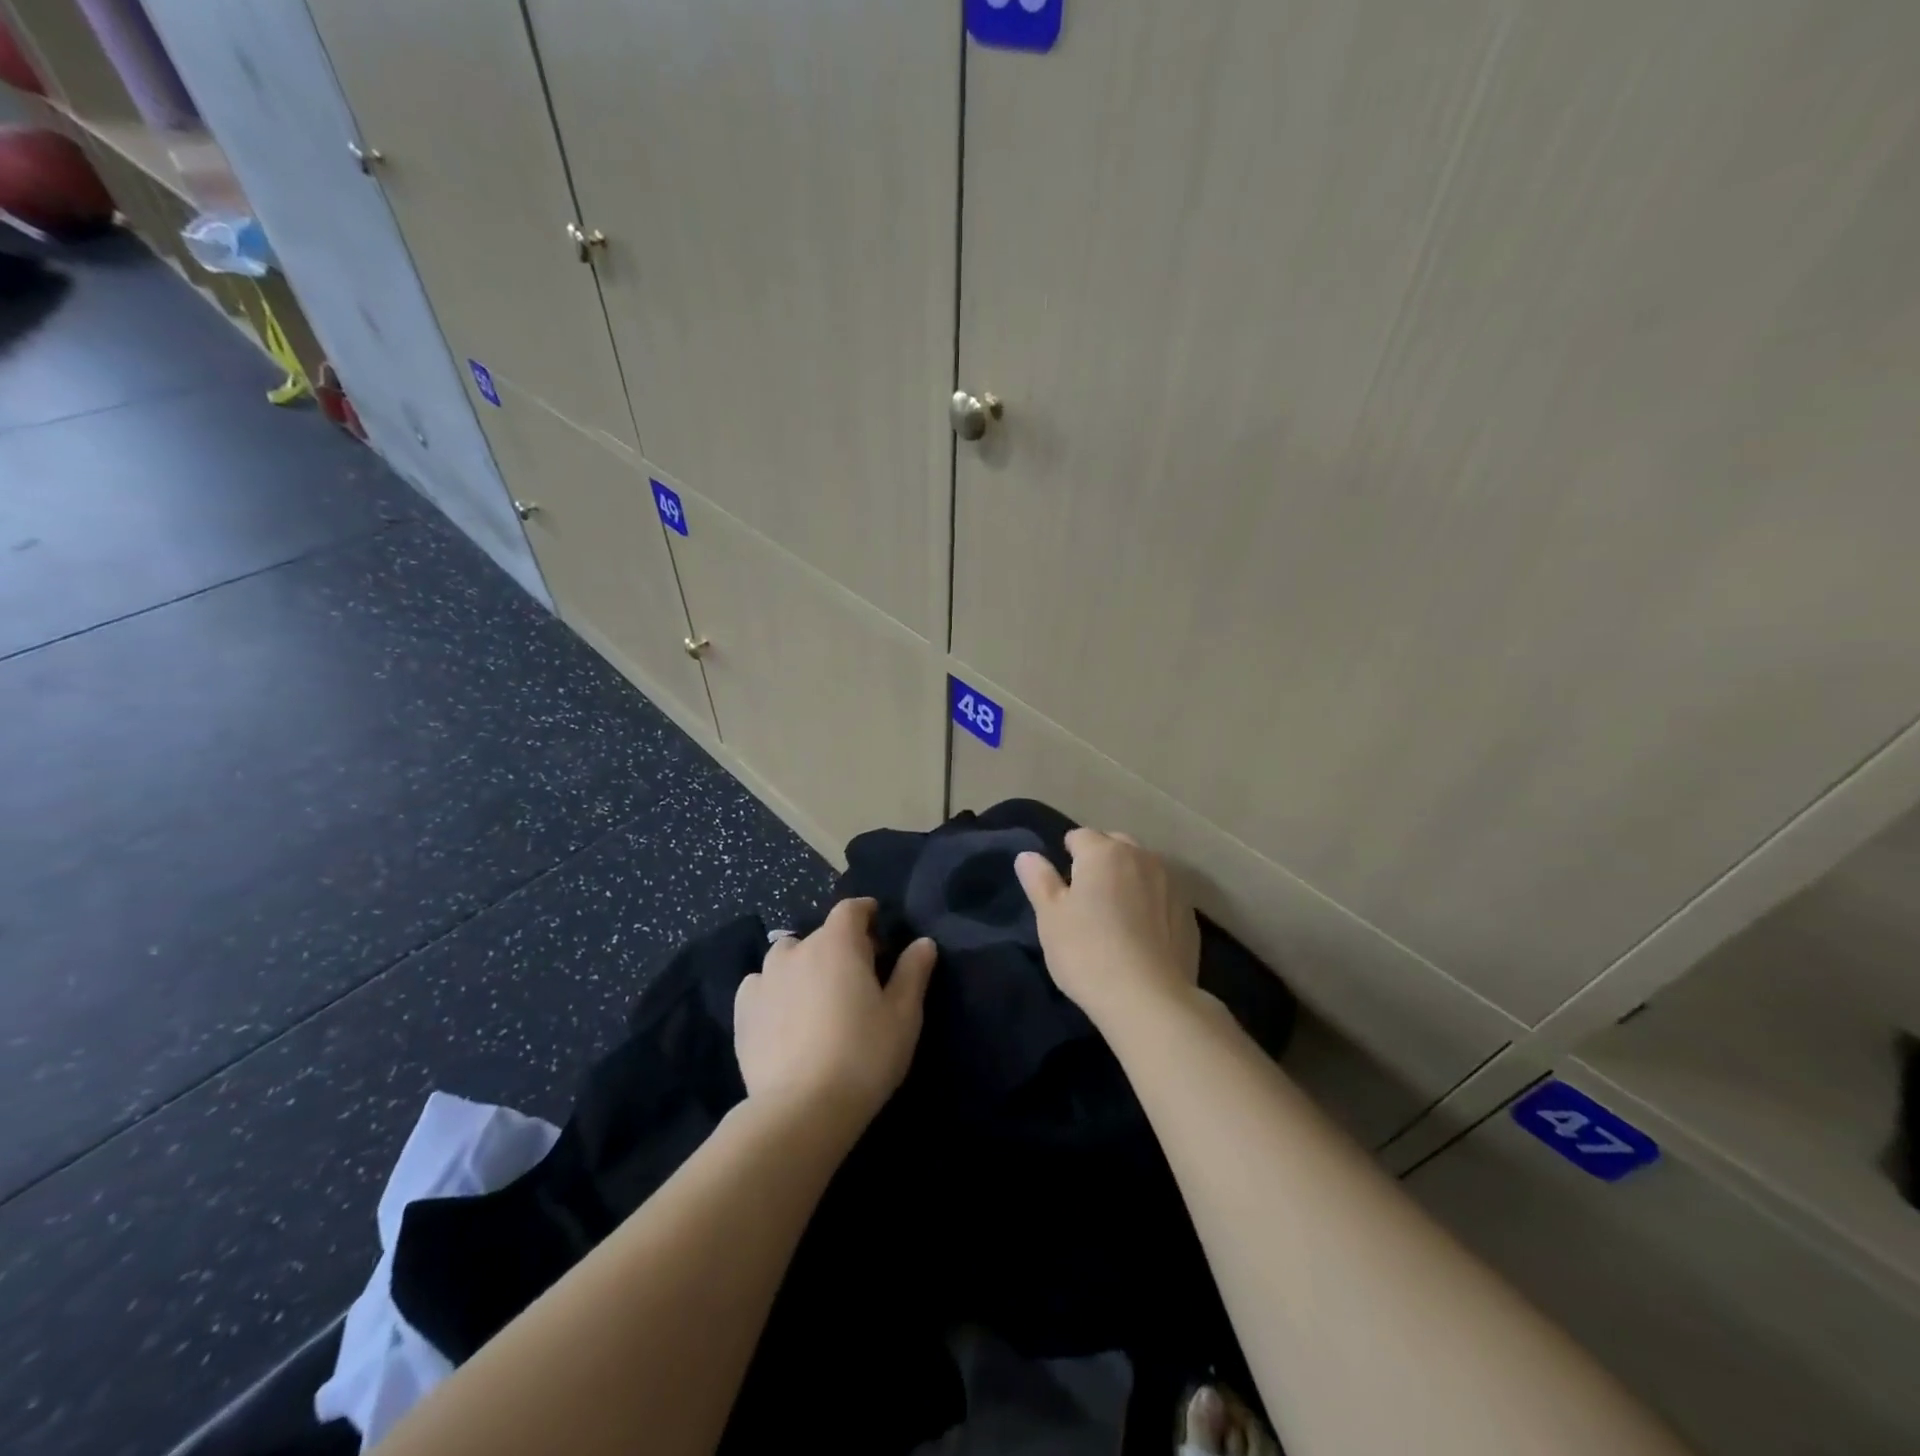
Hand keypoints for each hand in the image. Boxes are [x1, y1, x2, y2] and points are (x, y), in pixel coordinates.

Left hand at [733, 898, 935, 1132]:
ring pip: (787, 958)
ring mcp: (764, 979)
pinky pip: (760, 986)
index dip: (866, 913)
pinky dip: (774, 991)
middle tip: (858, 978)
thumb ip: (913, 972)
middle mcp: (797, 950)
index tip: (877, 927)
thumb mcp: (903, 1015)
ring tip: (817, 997)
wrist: (801, 1110)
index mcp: (837, 943)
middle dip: (841, 947)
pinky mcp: (742, 1012)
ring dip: (804, 966)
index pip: (851, 909)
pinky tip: (784, 1017)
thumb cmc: (863, 1056)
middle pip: (821, 935)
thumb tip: (923, 943)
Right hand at [1015, 829, 1200, 1028]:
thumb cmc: (1087, 952)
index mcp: (1104, 852)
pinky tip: (1142, 934)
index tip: (1062, 883)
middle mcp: (1142, 857)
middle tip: (1087, 897)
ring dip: (1128, 879)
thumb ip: (1039, 880)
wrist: (1148, 999)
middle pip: (1115, 845)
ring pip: (1143, 868)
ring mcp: (1172, 884)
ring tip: (1116, 915)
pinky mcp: (1189, 913)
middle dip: (1101, 860)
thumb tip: (1027, 855)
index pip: (1080, 836)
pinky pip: (1162, 895)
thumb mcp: (1050, 917)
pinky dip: (1151, 903)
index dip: (1067, 855)